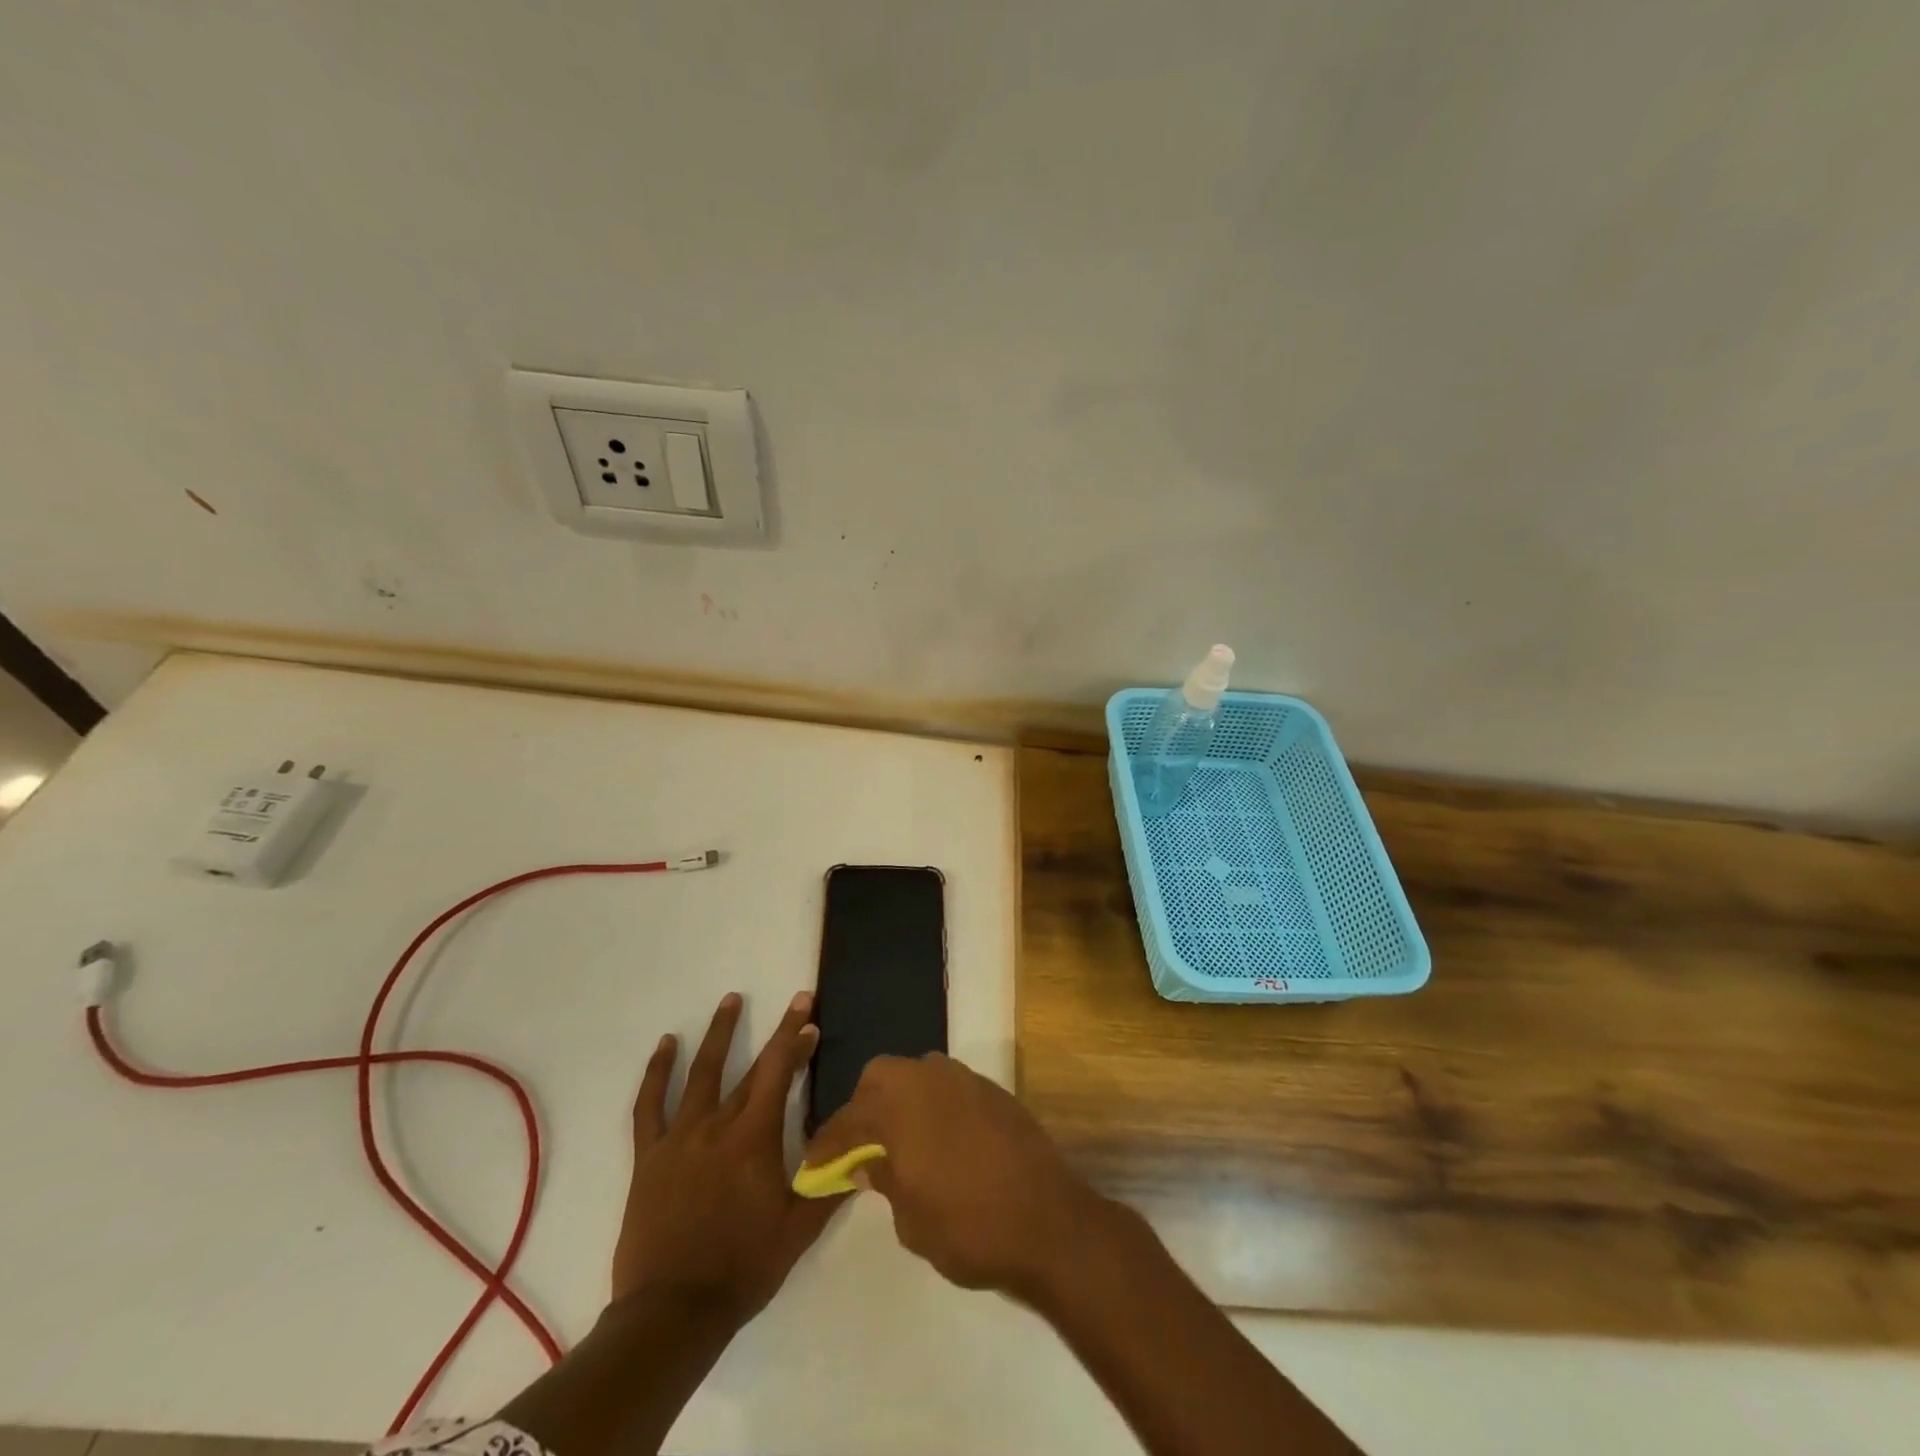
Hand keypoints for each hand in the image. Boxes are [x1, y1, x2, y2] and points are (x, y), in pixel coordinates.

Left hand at [611, 991, 842, 1324]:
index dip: (796, 1041)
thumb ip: (831, 1184)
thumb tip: (866, 1150)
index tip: (810, 1016)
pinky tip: (666, 1045)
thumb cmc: (742, 1267)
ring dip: (718, 1033)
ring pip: (700, 1073)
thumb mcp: (799, 1229)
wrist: (671, 1312)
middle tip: (794, 1004)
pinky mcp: (649, 1156)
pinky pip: (649, 1105)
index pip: (779, 1074)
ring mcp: (679, 1138)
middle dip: (777, 1034)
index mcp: (754, 1139)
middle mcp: (717, 1126)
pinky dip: (657, 1072)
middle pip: (751, 1069)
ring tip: (730, 1000)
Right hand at [801, 1052, 1108, 1302]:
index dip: (827, 1145)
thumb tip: (868, 1162)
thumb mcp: (911, 1220)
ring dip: (901, 1099)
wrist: (1047, 1220)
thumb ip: (884, 1180)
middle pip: (880, 1076)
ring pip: (917, 1073)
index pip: (849, 1120)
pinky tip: (940, 1139)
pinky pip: (949, 1086)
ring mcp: (964, 1079)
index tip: (813, 1166)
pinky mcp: (992, 1090)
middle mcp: (928, 1079)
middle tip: (860, 1146)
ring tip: (900, 1140)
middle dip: (864, 1106)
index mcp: (899, 1107)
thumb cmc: (968, 1227)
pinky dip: (934, 1105)